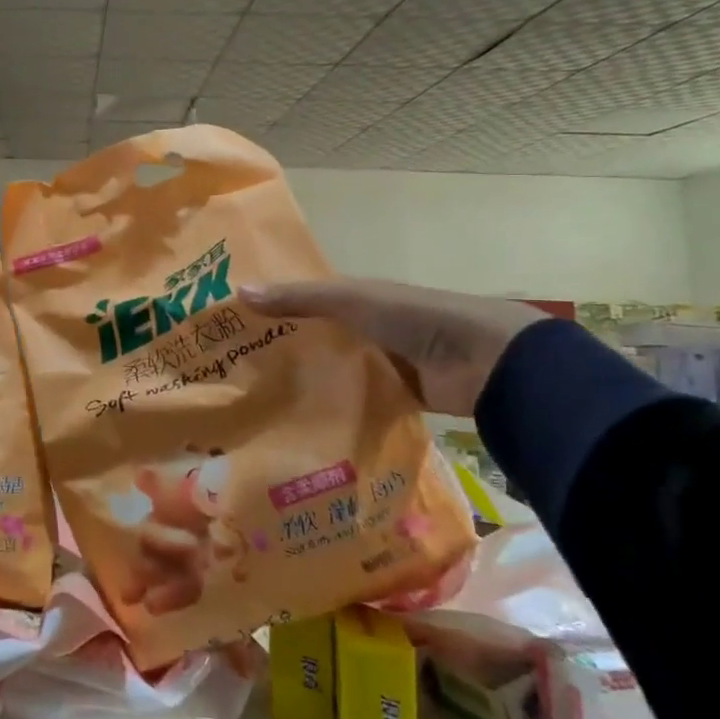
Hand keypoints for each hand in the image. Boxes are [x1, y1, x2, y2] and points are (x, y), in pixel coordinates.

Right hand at [242, 279, 543, 417]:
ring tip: (257, 404)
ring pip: (333, 373)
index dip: (272, 309)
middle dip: (282, 351)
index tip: (231, 326)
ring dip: (306, 384)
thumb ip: (299, 298)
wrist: (488, 361)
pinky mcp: (397, 398)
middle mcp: (366, 329)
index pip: (304, 302)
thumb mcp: (352, 299)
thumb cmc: (415, 317)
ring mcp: (382, 365)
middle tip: (234, 372)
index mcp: (358, 298)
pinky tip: (300, 425)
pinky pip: (356, 403)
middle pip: (316, 339)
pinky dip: (334, 411)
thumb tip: (237, 292)